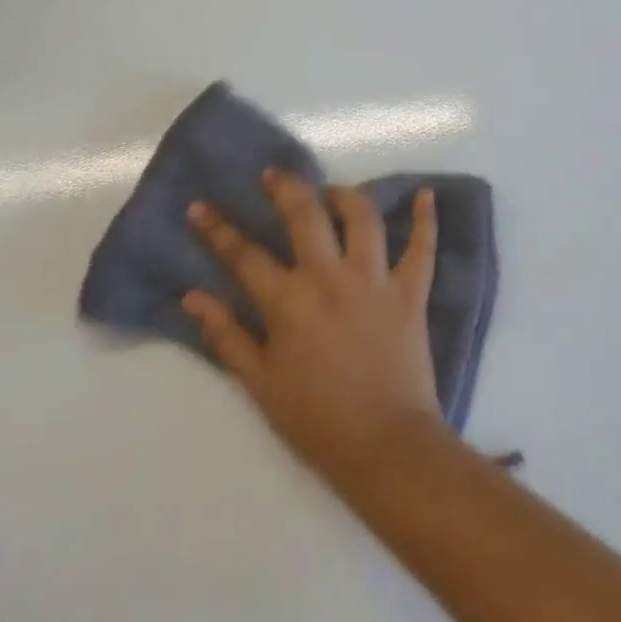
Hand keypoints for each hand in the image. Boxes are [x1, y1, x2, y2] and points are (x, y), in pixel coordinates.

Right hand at [183, 171, 445, 488]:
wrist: (384, 445)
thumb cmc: (316, 420)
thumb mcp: (260, 383)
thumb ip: (227, 335)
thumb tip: (193, 297)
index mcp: (289, 302)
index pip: (245, 255)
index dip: (218, 229)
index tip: (201, 207)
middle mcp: (331, 278)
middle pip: (306, 215)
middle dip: (286, 187)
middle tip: (274, 175)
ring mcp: (376, 280)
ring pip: (363, 218)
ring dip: (346, 196)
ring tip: (333, 192)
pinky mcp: (412, 291)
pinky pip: (423, 247)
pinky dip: (427, 219)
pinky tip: (427, 195)